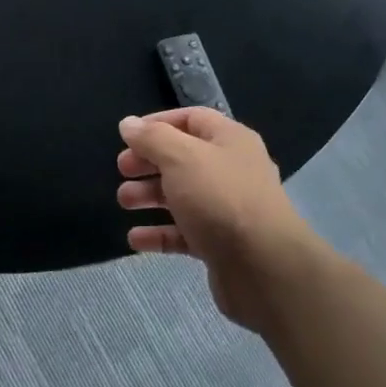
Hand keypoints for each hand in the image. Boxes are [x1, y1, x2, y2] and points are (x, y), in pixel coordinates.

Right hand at [116, 108, 310, 329]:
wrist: (264, 267)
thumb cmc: (220, 198)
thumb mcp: (181, 157)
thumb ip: (151, 138)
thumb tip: (128, 123)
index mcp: (229, 140)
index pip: (191, 119)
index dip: (158, 123)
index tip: (127, 136)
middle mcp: (231, 170)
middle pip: (183, 159)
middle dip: (149, 163)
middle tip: (122, 170)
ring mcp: (227, 210)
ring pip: (182, 196)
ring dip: (149, 196)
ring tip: (124, 202)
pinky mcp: (220, 244)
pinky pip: (184, 233)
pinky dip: (159, 234)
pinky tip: (135, 239)